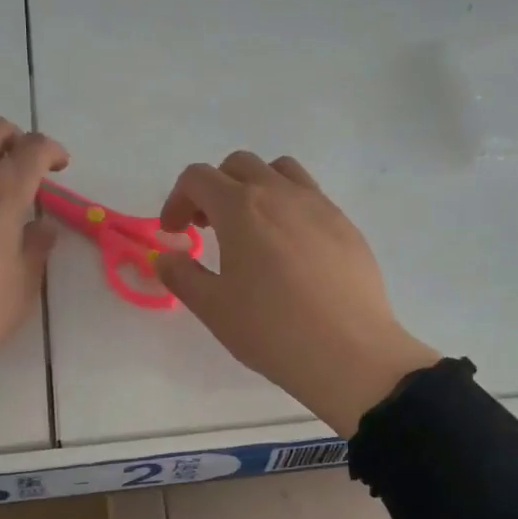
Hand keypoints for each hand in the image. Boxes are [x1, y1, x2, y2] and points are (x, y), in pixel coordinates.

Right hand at [155, 152, 439, 436]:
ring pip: (280, 171)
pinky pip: (311, 197)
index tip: (175, 233)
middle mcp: (281, 193)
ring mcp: (319, 205)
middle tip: (208, 227)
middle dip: (214, 189)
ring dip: (255, 188)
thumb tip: (167, 257)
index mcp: (241, 208)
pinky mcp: (346, 225)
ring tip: (251, 228)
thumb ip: (182, 275)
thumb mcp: (213, 308)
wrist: (350, 353)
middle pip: (239, 165)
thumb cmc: (272, 330)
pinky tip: (290, 251)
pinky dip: (289, 207)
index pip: (198, 178)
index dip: (177, 200)